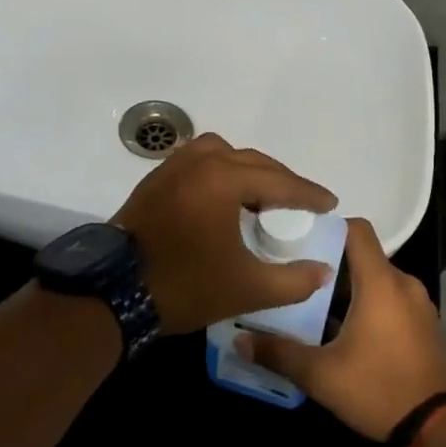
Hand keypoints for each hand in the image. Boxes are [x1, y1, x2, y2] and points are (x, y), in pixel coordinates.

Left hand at [112, 133, 337, 335]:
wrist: (115, 292)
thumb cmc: (186, 285)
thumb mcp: (247, 289)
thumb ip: (293, 280)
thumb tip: (322, 270)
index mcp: (224, 180)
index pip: (279, 182)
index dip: (309, 194)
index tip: (330, 204)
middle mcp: (200, 161)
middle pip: (253, 162)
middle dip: (281, 181)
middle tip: (302, 203)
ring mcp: (173, 166)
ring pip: (224, 154)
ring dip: (248, 170)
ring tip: (262, 196)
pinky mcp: (156, 179)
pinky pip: (199, 161)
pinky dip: (220, 171)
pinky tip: (225, 197)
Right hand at [240, 219, 445, 439]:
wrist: (442, 432)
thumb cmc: (380, 390)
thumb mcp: (321, 375)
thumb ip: (279, 352)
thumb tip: (239, 340)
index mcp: (380, 282)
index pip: (357, 229)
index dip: (329, 226)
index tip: (299, 238)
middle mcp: (404, 284)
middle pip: (363, 256)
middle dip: (331, 264)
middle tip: (296, 277)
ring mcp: (420, 305)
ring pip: (377, 280)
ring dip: (350, 289)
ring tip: (316, 306)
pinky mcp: (426, 326)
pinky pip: (392, 300)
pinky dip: (370, 305)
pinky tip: (346, 332)